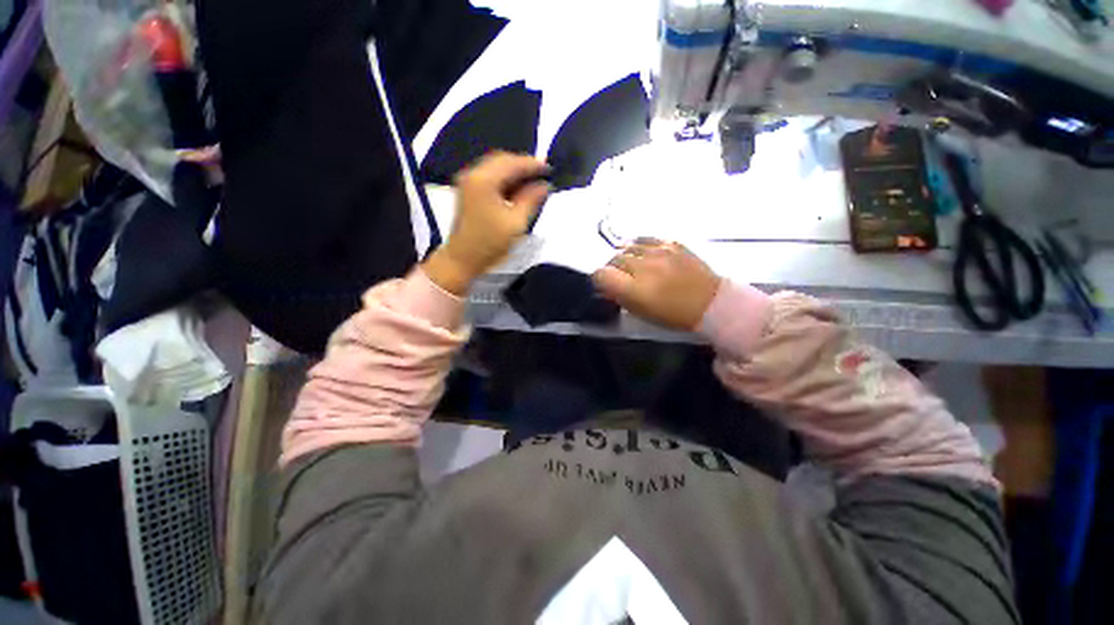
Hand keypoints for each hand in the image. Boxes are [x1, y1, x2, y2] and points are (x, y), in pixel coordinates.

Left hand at [424, 152, 550, 294]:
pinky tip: (517, 188)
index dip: (533, 165)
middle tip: (543, 174)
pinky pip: (490, 176)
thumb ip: (531, 199)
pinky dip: (505, 179)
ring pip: (496, 167)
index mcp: (484, 180)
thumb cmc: (490, 243)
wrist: (462, 259)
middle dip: (523, 165)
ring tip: (533, 181)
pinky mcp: (468, 190)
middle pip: (502, 160)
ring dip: (514, 172)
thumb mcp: (515, 222)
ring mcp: (468, 181)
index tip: (550, 169)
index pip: (512, 163)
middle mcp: (473, 174)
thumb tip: (544, 185)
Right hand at [592, 239, 721, 330]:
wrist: (711, 302)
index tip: (606, 285)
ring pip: (628, 247)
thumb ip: (620, 297)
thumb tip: (607, 285)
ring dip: (626, 257)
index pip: (601, 274)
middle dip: (613, 268)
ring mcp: (658, 252)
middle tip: (621, 277)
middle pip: (614, 259)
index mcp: (634, 290)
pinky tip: (643, 253)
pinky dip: (640, 246)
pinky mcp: (672, 243)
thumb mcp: (641, 313)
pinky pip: (646, 239)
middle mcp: (643, 267)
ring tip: (633, 265)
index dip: (599, 279)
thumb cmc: (673, 315)